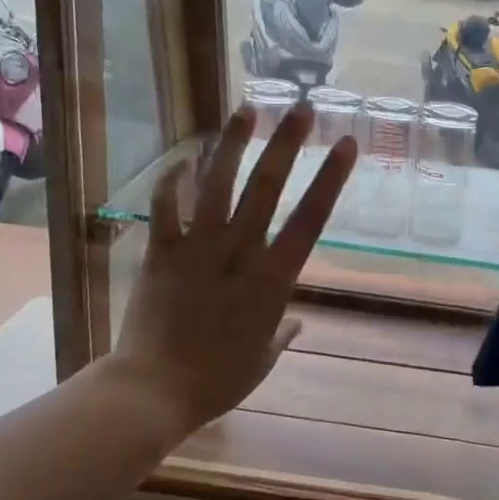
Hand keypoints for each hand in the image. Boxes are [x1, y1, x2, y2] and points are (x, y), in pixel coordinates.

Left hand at [103, 104, 354, 438]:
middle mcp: (239, 254)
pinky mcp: (161, 253)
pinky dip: (173, 181)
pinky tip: (185, 158)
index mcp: (273, 282)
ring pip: (217, 186)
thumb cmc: (216, 382)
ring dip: (232, 145)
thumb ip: (281, 335)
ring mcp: (197, 250)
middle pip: (266, 189)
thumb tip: (294, 323)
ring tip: (246, 110)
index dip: (330, 179)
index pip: (310, 220)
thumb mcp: (261, 361)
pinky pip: (166, 208)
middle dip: (287, 144)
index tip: (345, 144)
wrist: (152, 390)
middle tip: (302, 108)